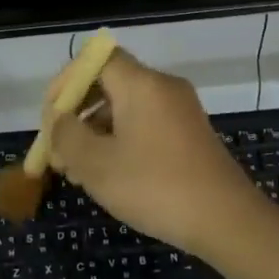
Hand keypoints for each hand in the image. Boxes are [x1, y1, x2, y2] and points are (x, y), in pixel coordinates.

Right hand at [45, 47, 269, 257]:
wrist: (226, 219)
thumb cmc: (155, 187)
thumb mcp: (96, 165)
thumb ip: (67, 136)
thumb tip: (59, 120)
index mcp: (141, 84)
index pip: (95, 58)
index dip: (67, 81)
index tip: (51, 116)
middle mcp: (163, 87)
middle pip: (110, 83)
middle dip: (78, 113)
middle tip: (58, 150)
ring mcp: (181, 110)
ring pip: (126, 107)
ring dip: (96, 131)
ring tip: (77, 171)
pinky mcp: (190, 134)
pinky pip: (146, 124)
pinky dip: (121, 140)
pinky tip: (109, 175)